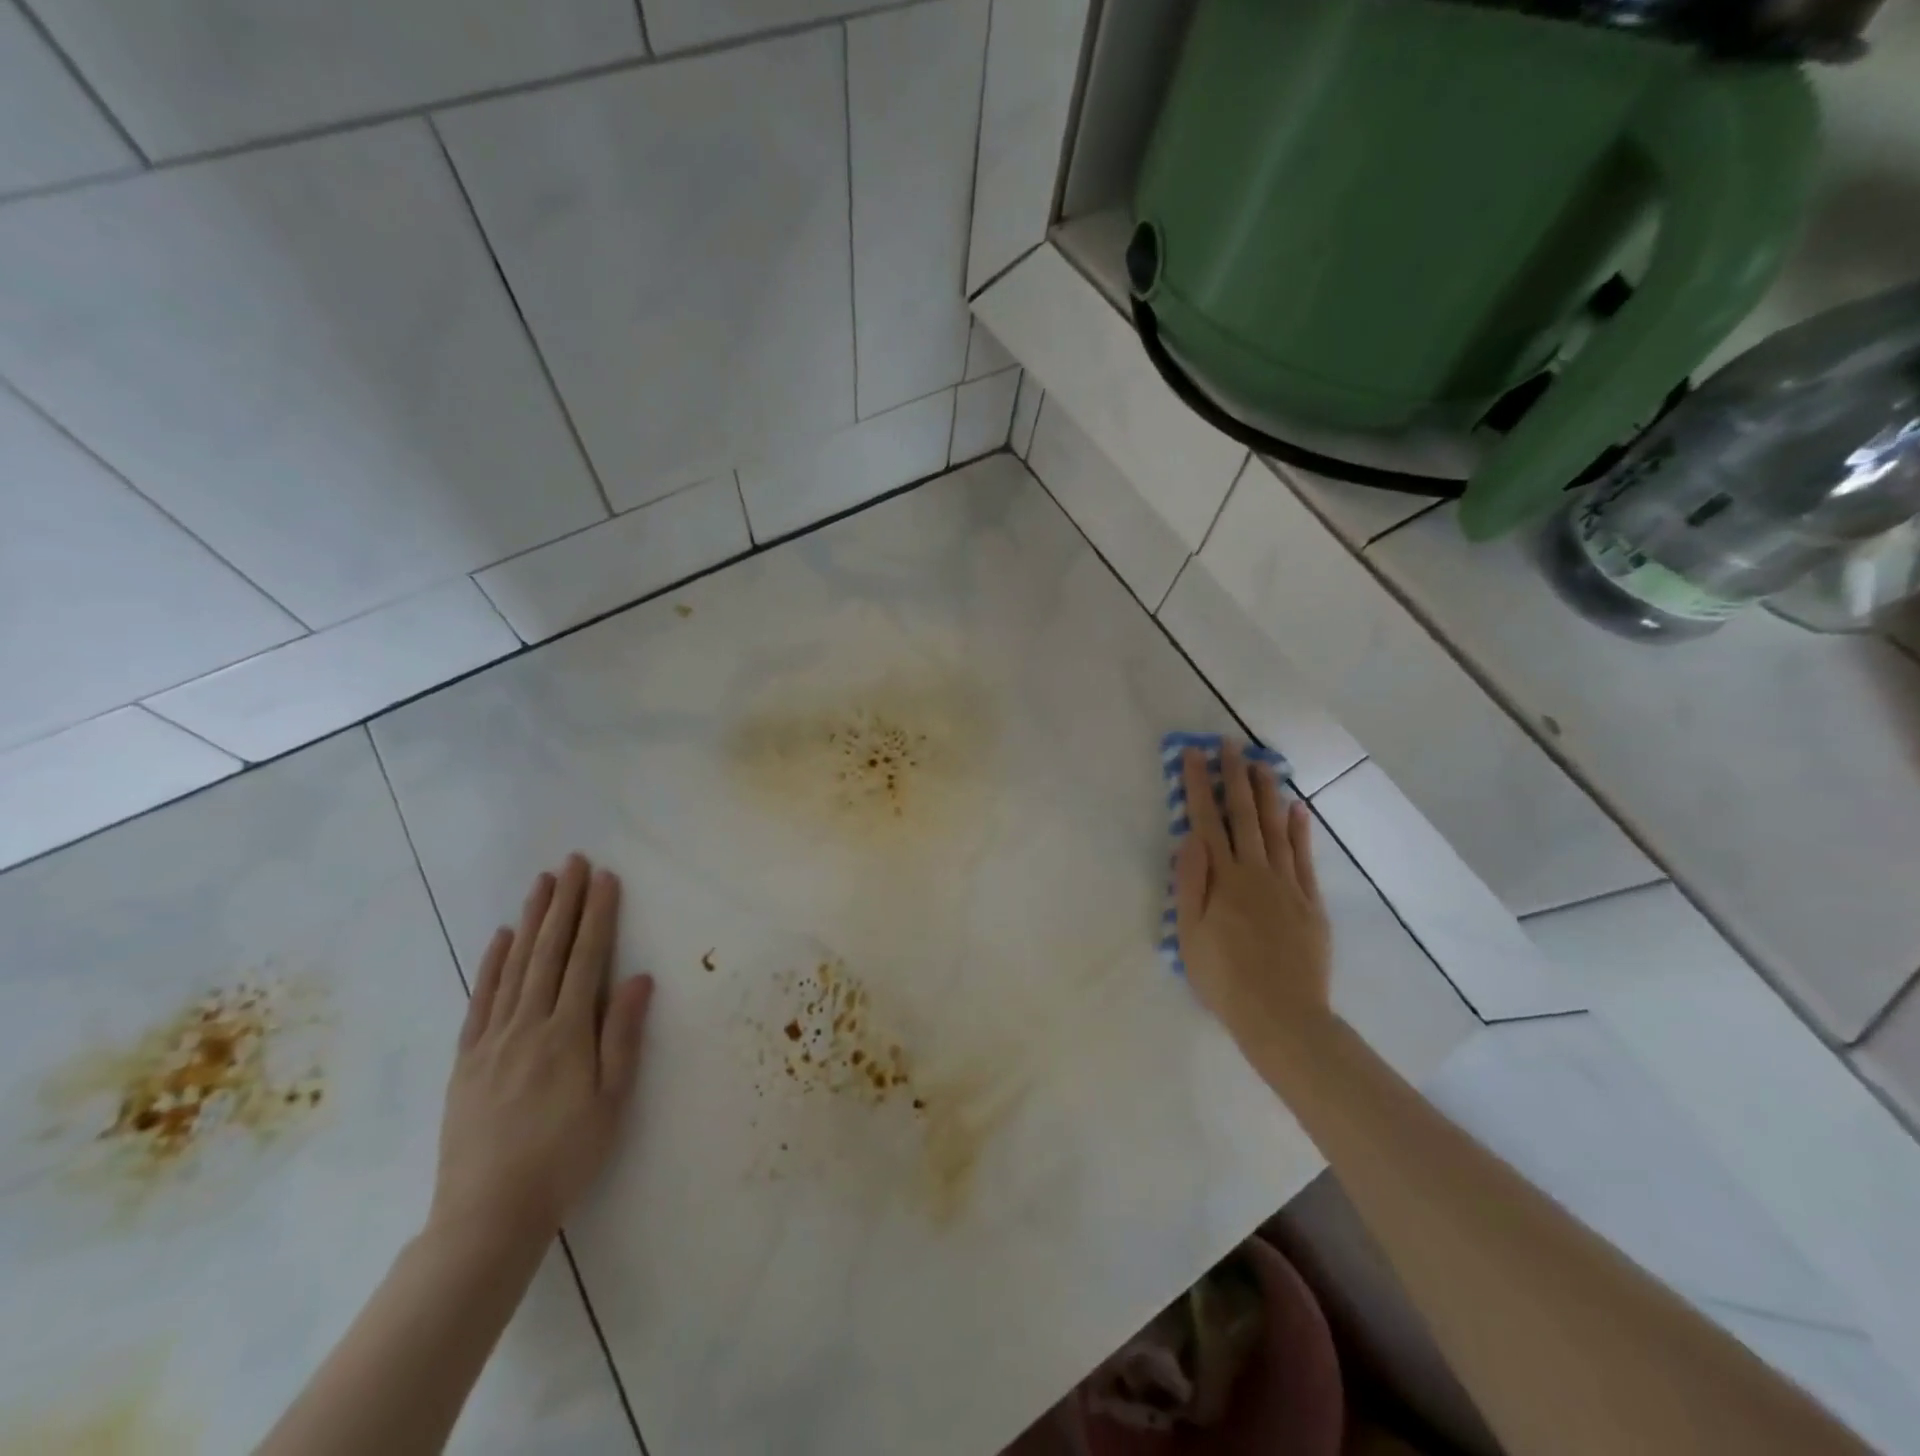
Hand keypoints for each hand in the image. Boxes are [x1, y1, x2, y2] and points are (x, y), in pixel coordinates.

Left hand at [430, 854, 654, 1251]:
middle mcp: (528, 1025)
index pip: (587, 959)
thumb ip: (623, 1035)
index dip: (598, 916)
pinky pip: (481, 999)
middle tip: (572, 862)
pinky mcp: (467, 1059)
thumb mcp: (612, 1100)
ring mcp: (492, 1040)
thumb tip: (639, 978)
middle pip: (549, 952)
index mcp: (568, 1034)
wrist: (487, 1216)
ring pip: (514, 966)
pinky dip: (492, 963)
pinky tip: (501, 938)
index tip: (605, 879)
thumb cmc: (565, 1157)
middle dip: (564, 903)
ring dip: (531, 920)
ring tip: (542, 884)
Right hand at [1174, 742, 1331, 1047]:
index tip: (1192, 754)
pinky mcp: (1310, 903)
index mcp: (1222, 879)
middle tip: (1229, 745)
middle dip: (1234, 777)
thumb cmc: (1224, 978)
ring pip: (1275, 828)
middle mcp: (1255, 872)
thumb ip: (1190, 882)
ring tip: (1260, 763)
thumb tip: (1189, 837)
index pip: (1206, 820)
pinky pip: (1304, 857)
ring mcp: (1287, 885)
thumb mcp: (1189, 934)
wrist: (1281, 1016)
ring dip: (1266, 794)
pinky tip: (1295, 809)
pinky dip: (1299, 830)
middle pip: (1243, 816)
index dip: (1198, 785)